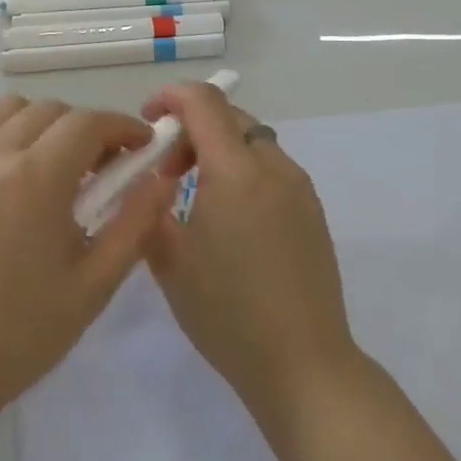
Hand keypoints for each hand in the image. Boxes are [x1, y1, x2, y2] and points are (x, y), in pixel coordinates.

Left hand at [0, 96, 175, 422]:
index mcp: (37, 179)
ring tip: (48, 166)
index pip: (89, 123)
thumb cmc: (19, 335)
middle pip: (50, 110)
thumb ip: (134, 225)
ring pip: (5, 109)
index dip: (123, 127)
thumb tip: (162, 179)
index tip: (141, 148)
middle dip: (86, 130)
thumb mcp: (93, 286)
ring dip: (38, 124)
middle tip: (99, 171)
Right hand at [142, 82, 358, 412]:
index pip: (205, 102)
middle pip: (230, 117)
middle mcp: (274, 167)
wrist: (303, 364)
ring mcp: (299, 188)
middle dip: (192, 128)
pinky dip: (242, 172)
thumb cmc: (227, 313)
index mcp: (236, 172)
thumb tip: (150, 182)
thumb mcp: (168, 259)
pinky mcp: (312, 211)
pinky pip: (271, 169)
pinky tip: (229, 221)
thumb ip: (150, 207)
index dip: (171, 96)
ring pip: (252, 141)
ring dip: (219, 150)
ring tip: (196, 198)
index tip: (147, 120)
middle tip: (167, 171)